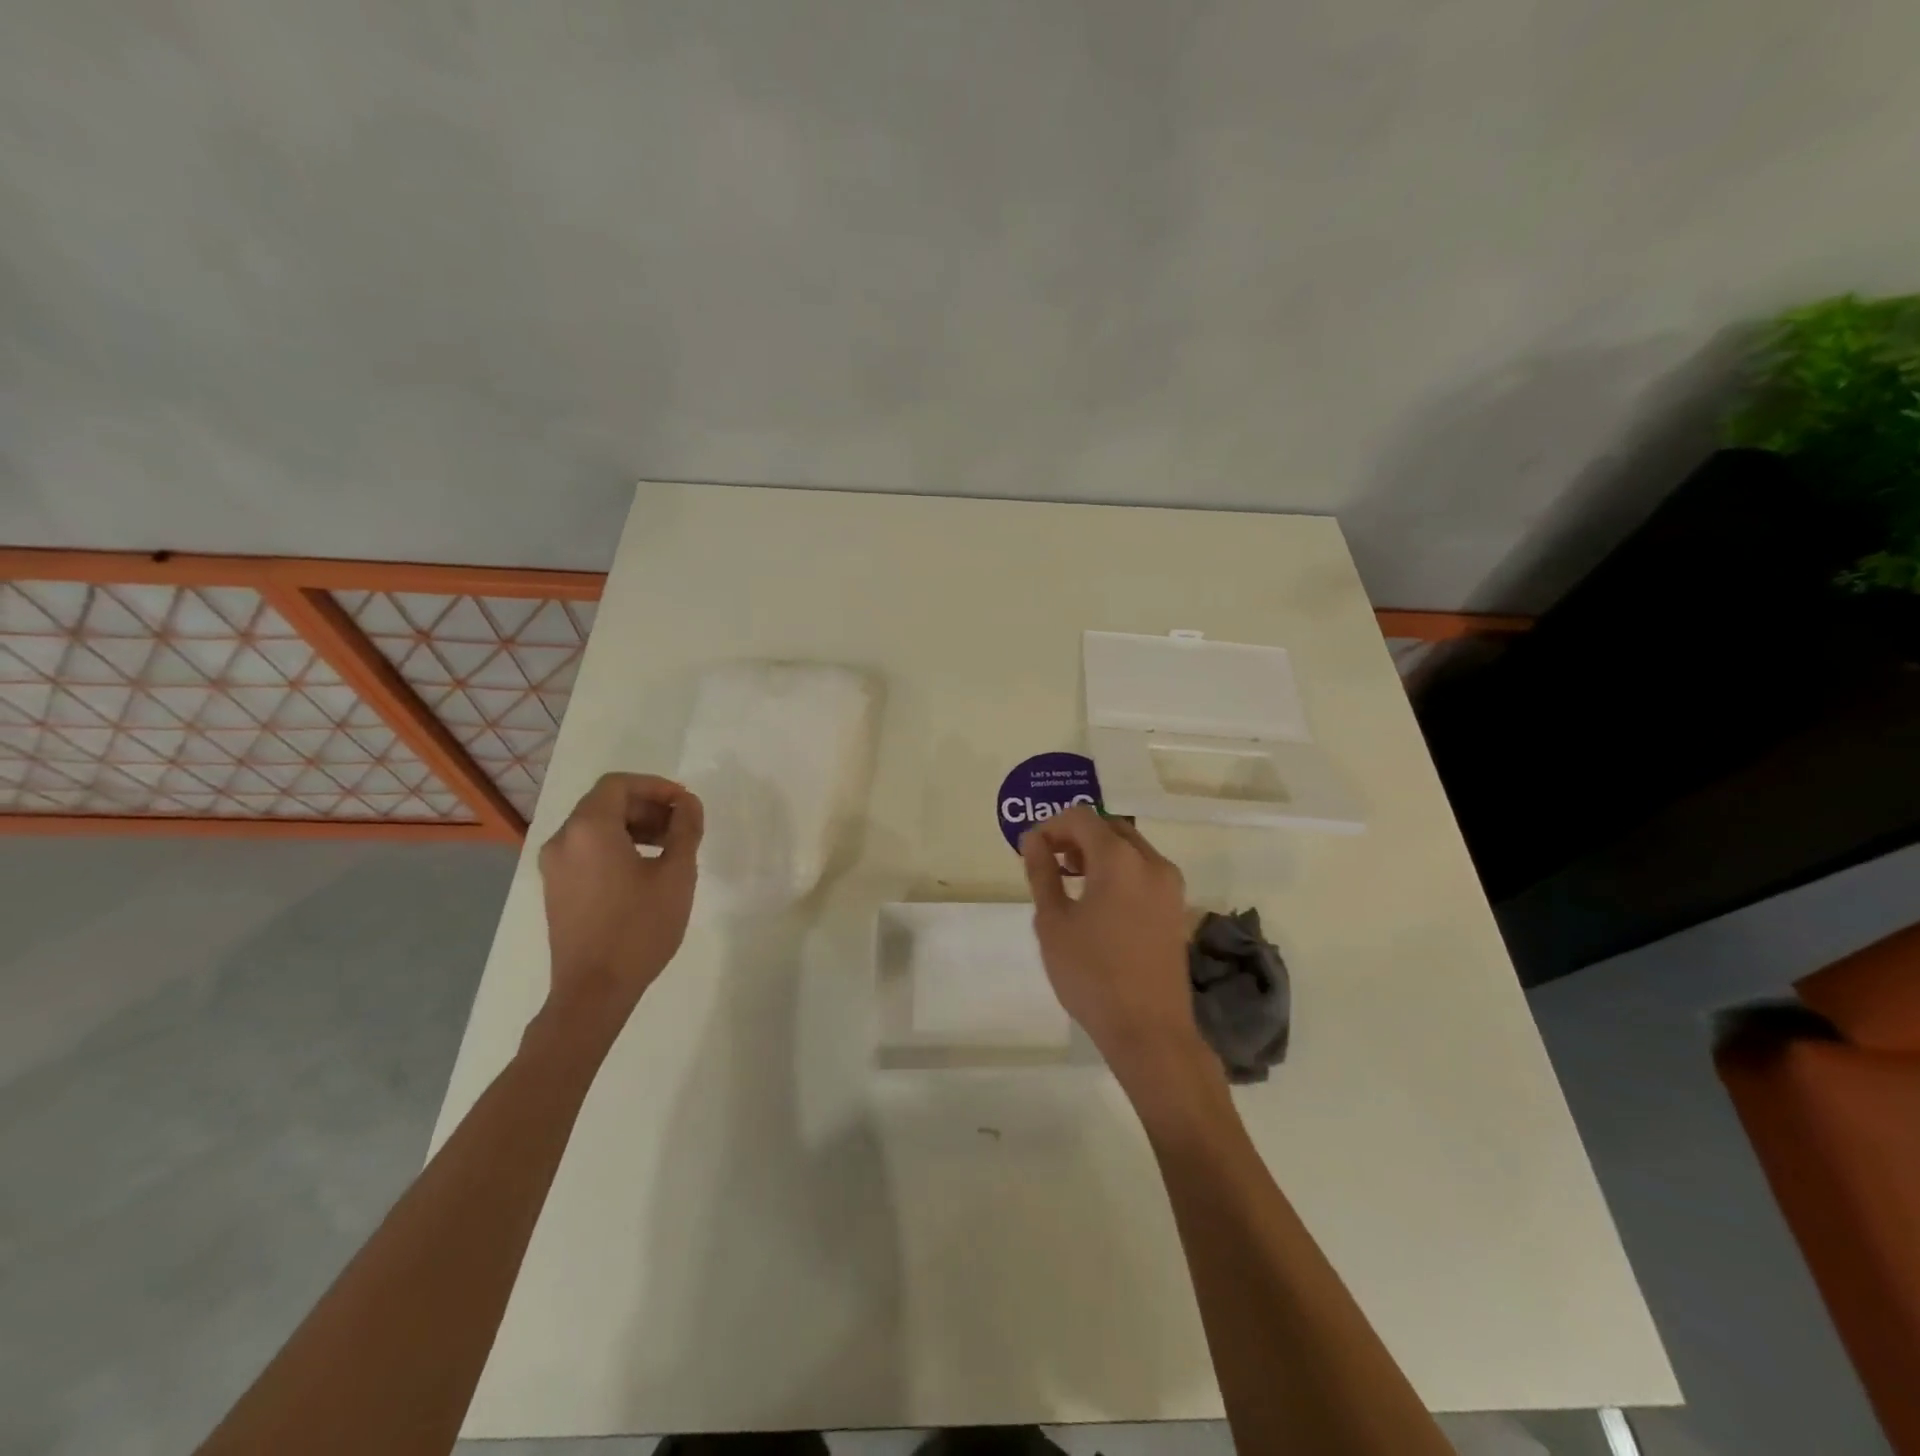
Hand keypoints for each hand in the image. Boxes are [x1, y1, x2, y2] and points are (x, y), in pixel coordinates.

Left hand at [538, 773, 703, 1027]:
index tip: (685, 804)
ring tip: (668, 847)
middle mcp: (563, 840)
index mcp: (588, 829)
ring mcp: (554, 866)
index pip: (618, 784)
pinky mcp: (556, 888)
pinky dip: (616, 845)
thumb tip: (689, 804)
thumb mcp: (676, 874)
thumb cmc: (639, 928)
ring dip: (633, 825)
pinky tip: (644, 868)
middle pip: (605, 803)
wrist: (594, 990)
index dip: (656, 786)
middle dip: (647, 806)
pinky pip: (586, 849)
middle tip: (682, 825)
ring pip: (595, 826)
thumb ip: (685, 830)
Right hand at [1020, 806, 1203, 1082]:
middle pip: (1110, 828)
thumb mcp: (1053, 922)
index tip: (1031, 850)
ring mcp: (1170, 885)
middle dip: (1076, 836)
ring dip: (1099, 852)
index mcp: (1120, 859)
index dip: (1052, 826)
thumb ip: (1042, 873)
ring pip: (1130, 848)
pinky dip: (1119, 870)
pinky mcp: (1176, 908)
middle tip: (1050, 862)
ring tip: (1071, 881)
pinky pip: (1144, 871)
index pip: (1082, 818)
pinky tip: (1099, 901)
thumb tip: (1033, 840)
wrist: (1149, 1030)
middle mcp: (1152, 862)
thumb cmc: (1092, 974)